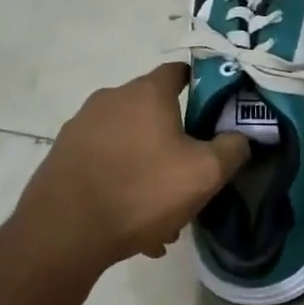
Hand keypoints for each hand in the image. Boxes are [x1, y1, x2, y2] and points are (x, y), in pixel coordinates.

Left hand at [16, 64, 248, 273]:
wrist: (62, 233)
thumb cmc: (141, 191)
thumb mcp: (204, 174)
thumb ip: (232, 149)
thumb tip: (241, 137)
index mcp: (146, 92)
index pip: (180, 72)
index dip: (202, 87)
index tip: (216, 112)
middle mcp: (111, 98)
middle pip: (154, 110)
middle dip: (175, 140)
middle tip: (189, 175)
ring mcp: (81, 126)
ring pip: (129, 142)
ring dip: (148, 167)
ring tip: (160, 214)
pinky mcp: (62, 156)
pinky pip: (104, 163)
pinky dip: (121, 182)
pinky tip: (131, 223)